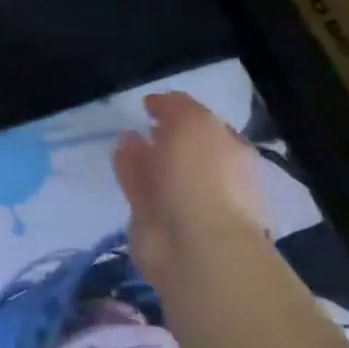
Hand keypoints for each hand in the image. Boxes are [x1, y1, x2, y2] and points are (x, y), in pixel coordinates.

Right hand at [113, 92, 270, 288]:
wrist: (194, 245)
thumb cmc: (205, 178)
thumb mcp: (196, 125)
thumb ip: (177, 107)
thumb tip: (158, 102)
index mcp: (232, 156)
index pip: (210, 129)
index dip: (184, 113)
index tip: (156, 103)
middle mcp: (211, 178)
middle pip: (185, 151)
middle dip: (166, 135)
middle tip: (142, 118)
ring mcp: (181, 201)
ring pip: (160, 169)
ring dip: (144, 151)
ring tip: (124, 133)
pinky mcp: (152, 217)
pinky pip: (138, 186)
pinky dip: (128, 168)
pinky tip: (117, 152)